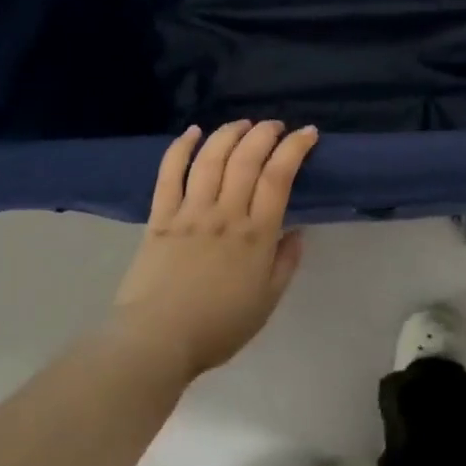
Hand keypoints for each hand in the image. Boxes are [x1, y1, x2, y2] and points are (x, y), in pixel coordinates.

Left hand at [114, 120, 318, 381]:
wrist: (157, 341)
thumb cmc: (218, 327)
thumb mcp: (267, 302)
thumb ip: (285, 263)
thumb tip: (297, 231)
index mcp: (256, 234)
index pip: (279, 177)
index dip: (295, 148)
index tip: (308, 133)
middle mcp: (225, 213)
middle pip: (246, 158)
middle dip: (265, 133)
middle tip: (275, 126)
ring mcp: (190, 211)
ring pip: (211, 158)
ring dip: (229, 133)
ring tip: (243, 124)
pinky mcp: (160, 216)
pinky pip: (170, 173)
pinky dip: (181, 147)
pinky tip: (193, 132)